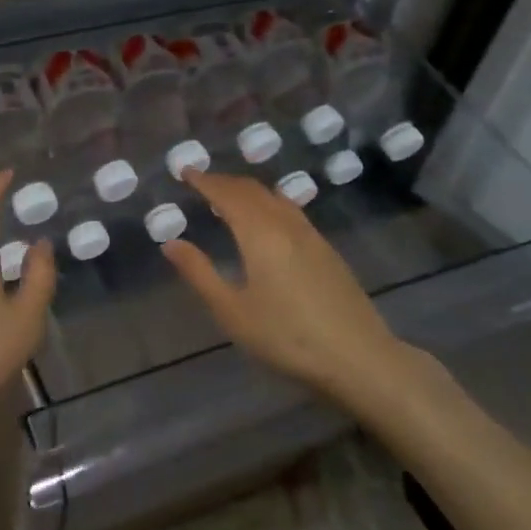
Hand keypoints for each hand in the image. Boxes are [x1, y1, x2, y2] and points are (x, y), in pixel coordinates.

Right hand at [162, 169, 416, 401]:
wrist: (359, 358)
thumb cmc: (287, 337)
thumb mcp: (232, 311)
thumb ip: (200, 273)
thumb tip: (171, 243)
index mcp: (260, 234)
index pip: (227, 194)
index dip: (204, 181)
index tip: (185, 171)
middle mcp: (286, 224)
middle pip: (252, 190)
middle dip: (224, 182)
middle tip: (201, 183)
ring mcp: (311, 235)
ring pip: (274, 198)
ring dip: (248, 191)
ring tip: (229, 200)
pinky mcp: (327, 250)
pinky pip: (290, 211)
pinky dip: (268, 204)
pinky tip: (266, 223)